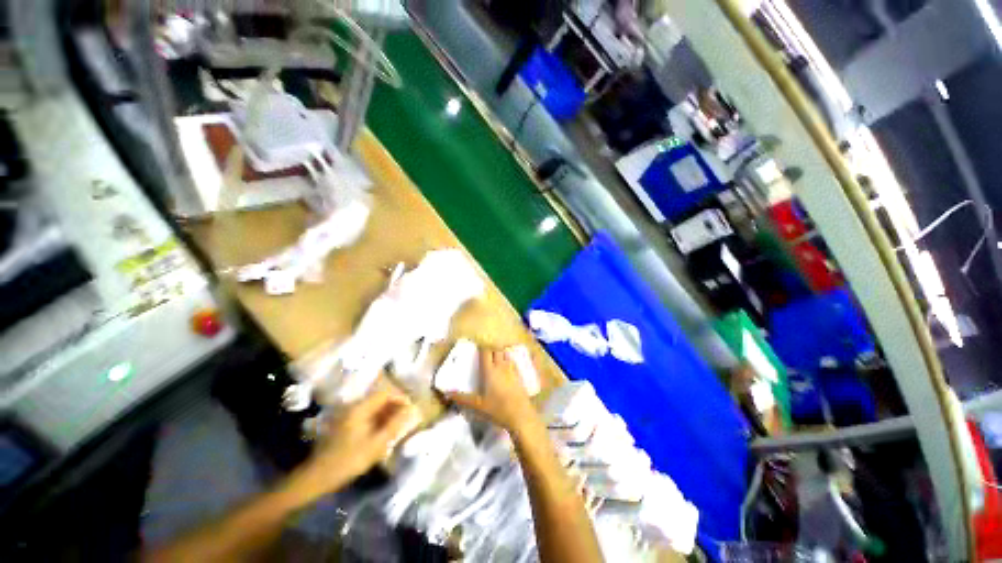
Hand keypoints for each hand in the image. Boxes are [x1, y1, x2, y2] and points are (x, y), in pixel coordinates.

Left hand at [289, 383, 419, 503]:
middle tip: (406, 420)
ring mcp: (348, 415)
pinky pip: (367, 415)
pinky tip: (382, 434)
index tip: (411, 410)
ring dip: (387, 414)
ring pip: (374, 408)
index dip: (401, 398)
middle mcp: (354, 406)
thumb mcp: (376, 444)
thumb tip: (412, 409)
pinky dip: (378, 420)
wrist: (317, 477)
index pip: (387, 393)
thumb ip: (395, 425)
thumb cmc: (349, 460)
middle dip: (395, 407)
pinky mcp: (345, 424)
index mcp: (361, 408)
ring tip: (397, 428)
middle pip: (380, 399)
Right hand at [446, 348, 538, 434]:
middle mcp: (501, 366)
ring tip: (495, 360)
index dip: (481, 348)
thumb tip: (447, 394)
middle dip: (490, 349)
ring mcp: (512, 370)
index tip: (476, 351)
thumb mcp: (478, 406)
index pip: (486, 351)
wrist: (521, 416)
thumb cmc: (498, 409)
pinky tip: (506, 369)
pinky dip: (508, 360)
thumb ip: (462, 399)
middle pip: (496, 350)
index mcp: (490, 370)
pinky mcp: (520, 375)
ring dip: (500, 353)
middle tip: (484, 356)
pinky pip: (513, 362)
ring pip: (505, 354)